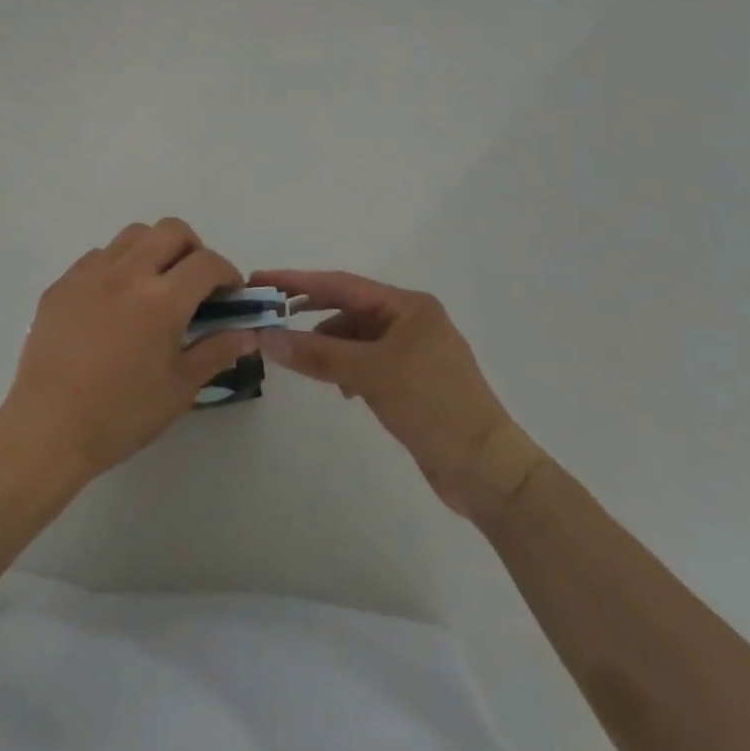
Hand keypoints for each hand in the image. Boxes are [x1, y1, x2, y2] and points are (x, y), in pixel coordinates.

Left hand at [0, 220, 257, 485]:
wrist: (48, 428)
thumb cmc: (121, 414)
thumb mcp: (180, 389)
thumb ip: (216, 352)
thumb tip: (247, 332)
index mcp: (162, 300)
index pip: (207, 263)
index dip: (227, 273)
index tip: (229, 294)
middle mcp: (127, 273)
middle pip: (171, 230)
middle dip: (193, 249)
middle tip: (194, 283)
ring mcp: (90, 274)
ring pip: (133, 235)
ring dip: (155, 250)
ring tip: (155, 285)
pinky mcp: (62, 283)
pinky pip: (98, 256)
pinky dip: (118, 266)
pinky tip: (115, 301)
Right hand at [253, 269, 524, 516]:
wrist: (488, 471)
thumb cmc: (433, 406)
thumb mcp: (372, 374)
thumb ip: (318, 353)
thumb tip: (266, 336)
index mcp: (409, 306)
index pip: (342, 285)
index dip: (299, 281)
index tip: (261, 279)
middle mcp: (411, 321)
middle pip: (349, 307)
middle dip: (310, 310)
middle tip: (269, 313)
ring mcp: (414, 353)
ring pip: (356, 337)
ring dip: (327, 344)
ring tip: (299, 356)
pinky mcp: (412, 383)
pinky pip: (367, 362)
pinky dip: (346, 367)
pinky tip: (338, 387)